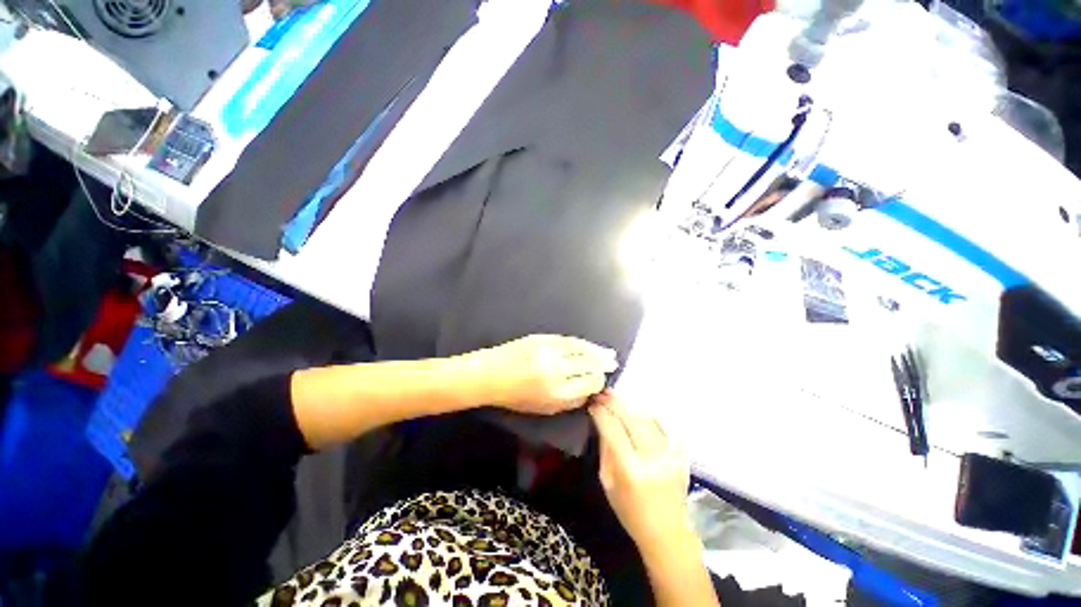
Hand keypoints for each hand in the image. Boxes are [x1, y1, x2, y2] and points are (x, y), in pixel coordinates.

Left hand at [473, 334, 618, 414]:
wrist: (490, 374)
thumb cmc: (515, 397)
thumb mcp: (543, 408)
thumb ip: (569, 401)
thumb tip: (589, 391)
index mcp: (557, 392)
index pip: (589, 384)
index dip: (598, 382)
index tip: (600, 381)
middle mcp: (557, 370)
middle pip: (589, 365)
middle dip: (602, 364)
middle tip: (613, 363)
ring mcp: (549, 351)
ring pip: (581, 349)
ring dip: (597, 351)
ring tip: (609, 353)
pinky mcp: (542, 338)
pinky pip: (569, 340)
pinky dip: (582, 342)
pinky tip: (590, 345)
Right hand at [589, 392, 694, 559]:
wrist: (667, 532)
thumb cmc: (629, 511)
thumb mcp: (608, 482)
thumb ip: (606, 449)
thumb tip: (602, 422)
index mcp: (631, 469)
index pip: (612, 429)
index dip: (601, 412)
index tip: (592, 403)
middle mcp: (653, 458)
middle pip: (631, 418)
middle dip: (614, 403)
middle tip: (603, 393)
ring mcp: (670, 455)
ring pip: (646, 419)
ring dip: (630, 408)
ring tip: (617, 401)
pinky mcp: (681, 455)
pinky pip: (662, 427)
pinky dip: (648, 417)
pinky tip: (637, 414)